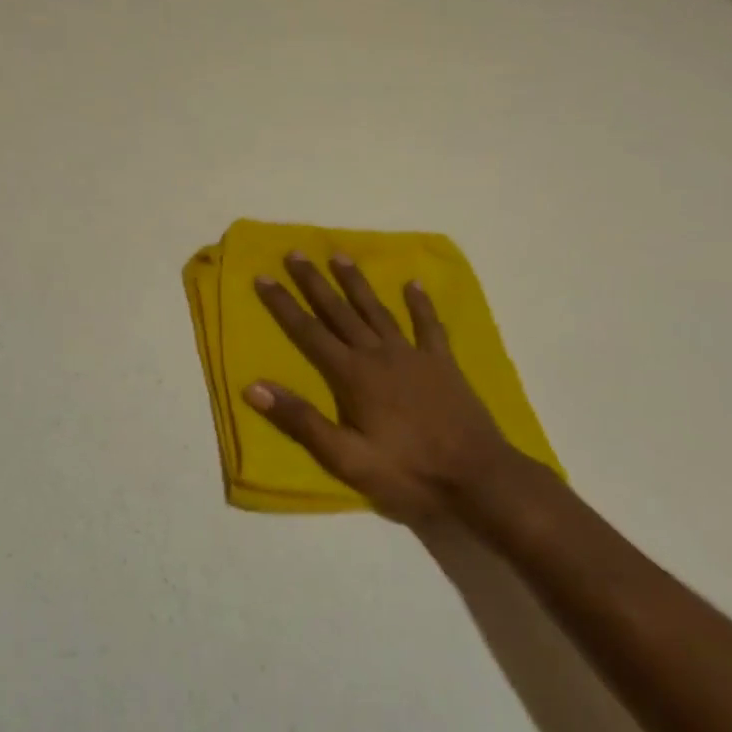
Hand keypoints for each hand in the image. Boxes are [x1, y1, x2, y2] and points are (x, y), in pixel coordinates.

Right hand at [245, 252, 518, 522]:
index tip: (263, 277)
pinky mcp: (442, 362)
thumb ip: (301, 421)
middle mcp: (379, 354)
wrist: (477, 478)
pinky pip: (428, 325)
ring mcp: (413, 354)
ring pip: (377, 310)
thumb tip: (254, 387)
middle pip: (339, 311)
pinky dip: (420, 303)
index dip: (284, 304)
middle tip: (295, 253)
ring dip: (356, 283)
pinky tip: (413, 283)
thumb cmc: (407, 473)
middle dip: (314, 282)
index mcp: (353, 375)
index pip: (309, 332)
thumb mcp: (346, 458)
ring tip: (340, 255)